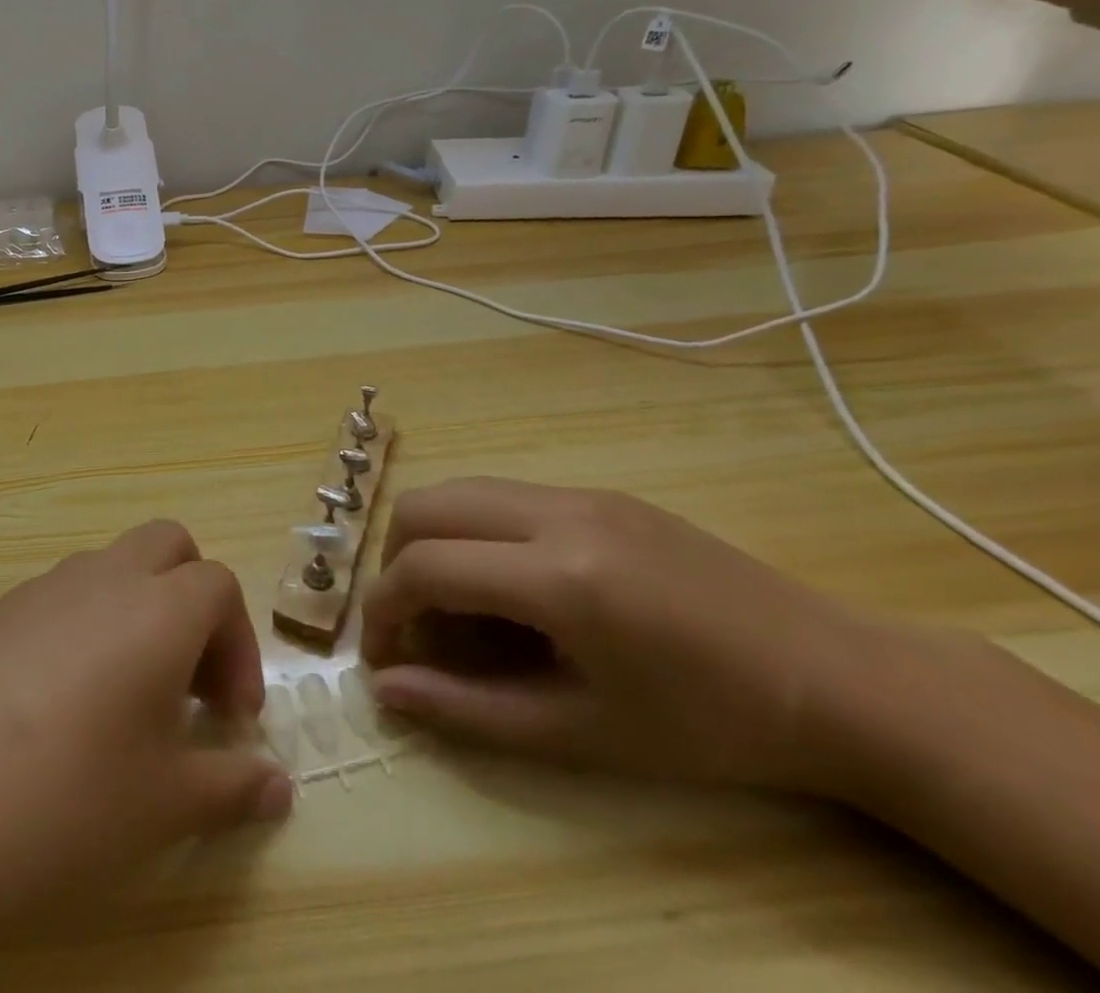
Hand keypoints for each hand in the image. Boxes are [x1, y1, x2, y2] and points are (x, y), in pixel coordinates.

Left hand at [0, 519, 288, 990]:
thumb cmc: (59, 802)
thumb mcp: (160, 807)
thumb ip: (230, 786)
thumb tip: (277, 786)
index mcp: (154, 606)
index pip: (220, 586)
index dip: (239, 645)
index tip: (229, 717)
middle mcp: (101, 576)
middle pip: (169, 546)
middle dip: (194, 601)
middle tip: (185, 685)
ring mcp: (39, 587)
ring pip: (111, 567)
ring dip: (138, 611)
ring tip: (123, 704)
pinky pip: (59, 596)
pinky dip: (85, 627)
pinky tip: (57, 711)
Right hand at [361, 477, 886, 793]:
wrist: (841, 681)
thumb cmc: (714, 726)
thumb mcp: (587, 735)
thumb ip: (472, 710)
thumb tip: (388, 691)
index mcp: (559, 578)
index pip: (424, 568)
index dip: (384, 611)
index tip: (383, 657)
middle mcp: (556, 514)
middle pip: (424, 507)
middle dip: (394, 563)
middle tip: (414, 626)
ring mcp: (579, 493)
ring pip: (459, 490)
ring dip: (431, 541)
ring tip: (454, 606)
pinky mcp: (598, 491)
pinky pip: (503, 495)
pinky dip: (474, 532)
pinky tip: (509, 587)